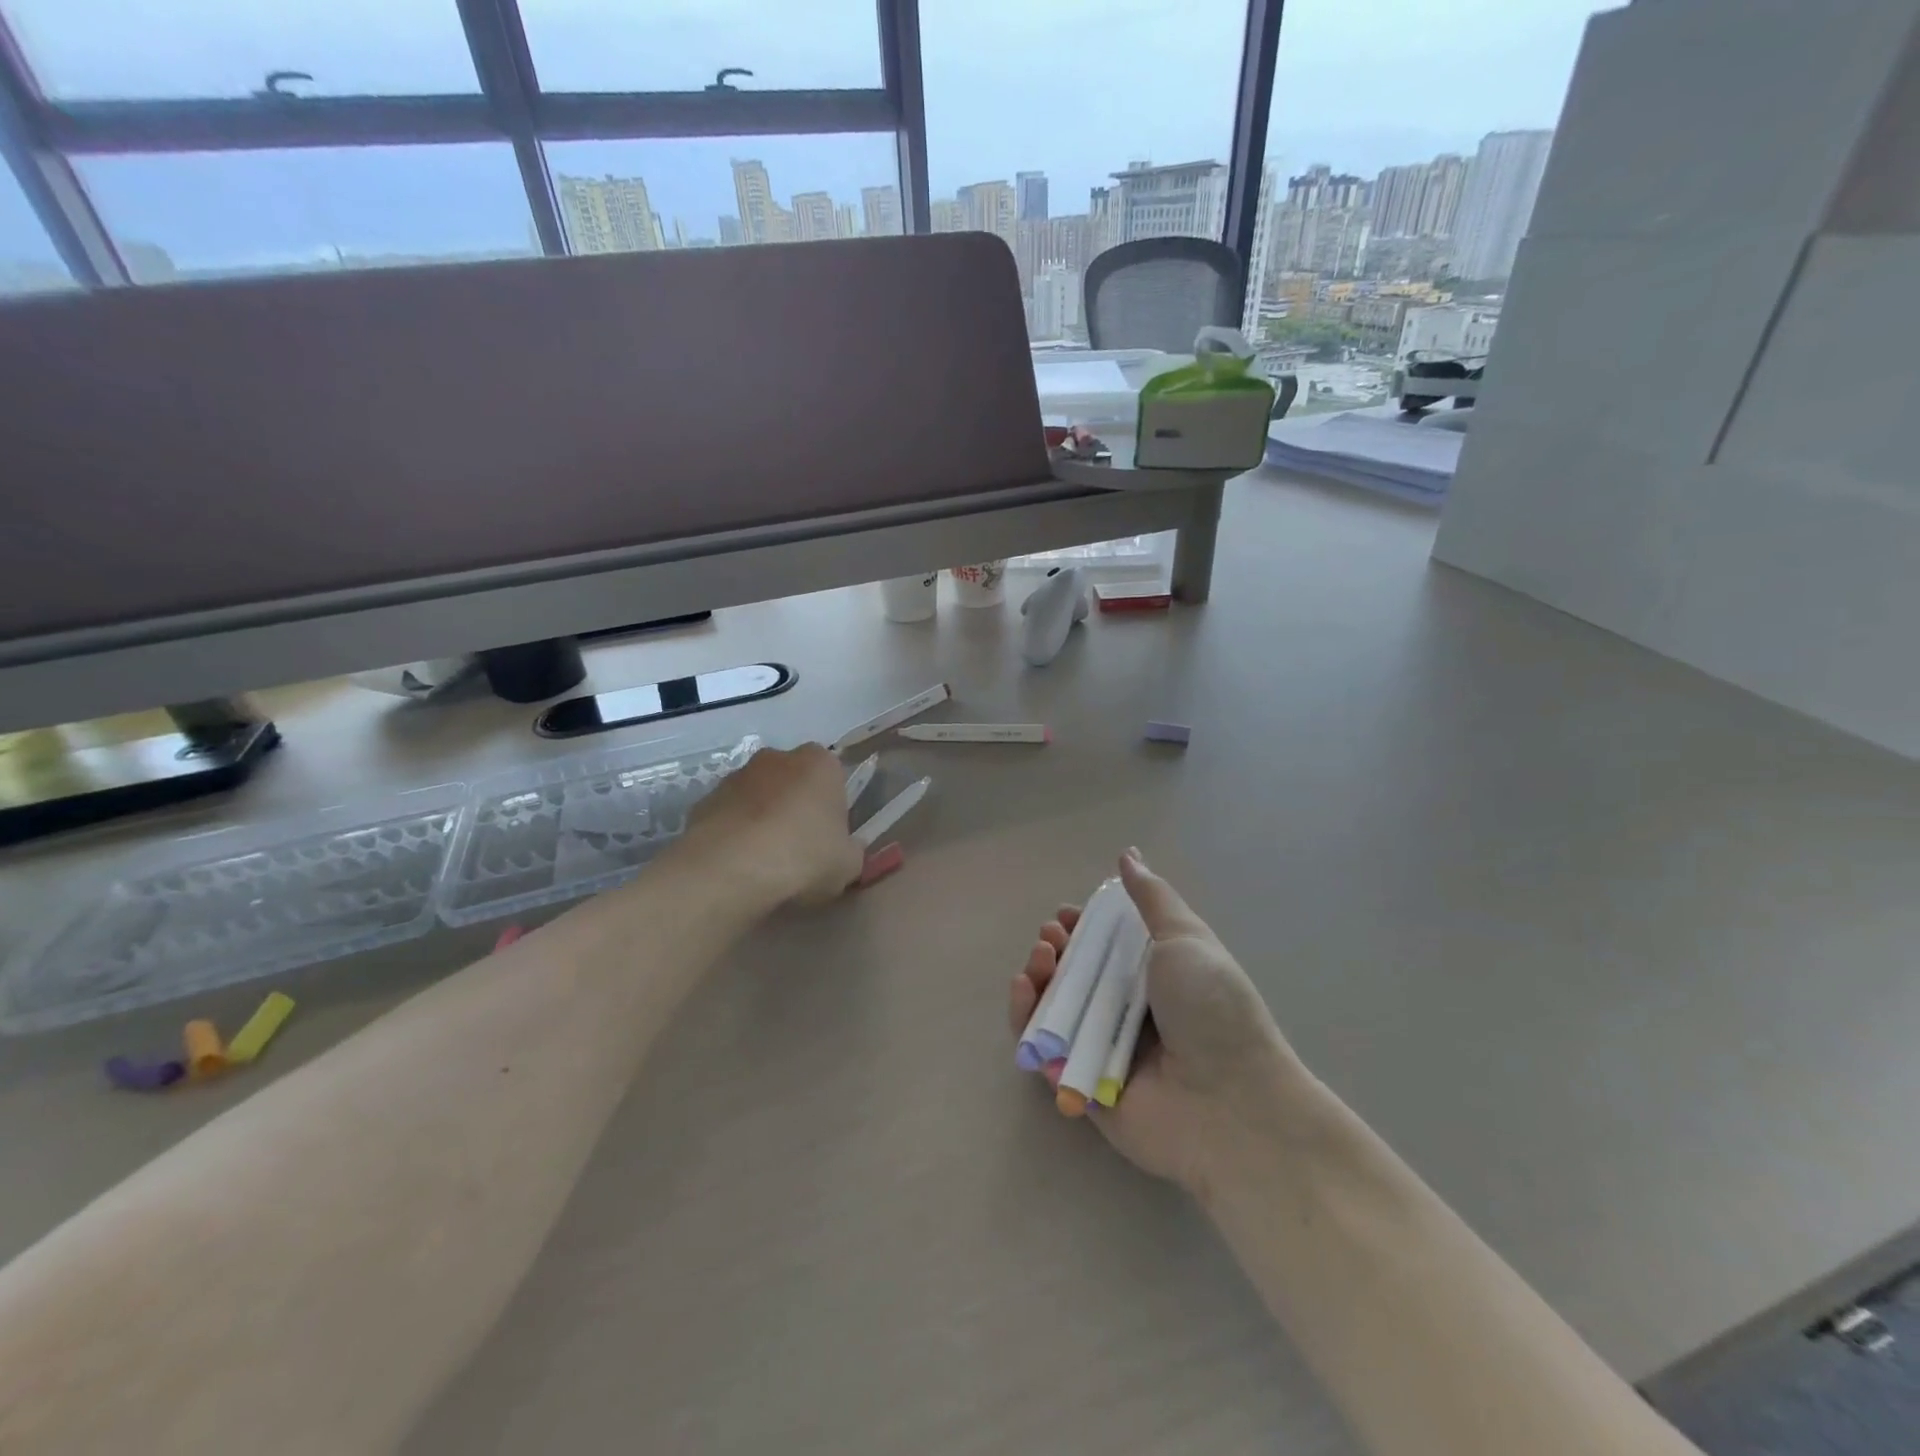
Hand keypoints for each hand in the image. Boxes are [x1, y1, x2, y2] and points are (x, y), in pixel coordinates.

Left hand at [683, 744, 864, 908]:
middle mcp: (778, 758)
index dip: (832, 806)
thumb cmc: (803, 857)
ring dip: (762, 817)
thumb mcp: (849, 864)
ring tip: (764, 860)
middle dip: (796, 805)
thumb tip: (845, 850)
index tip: (830, 835)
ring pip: (758, 795)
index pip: (833, 776)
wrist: (731, 869)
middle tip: (800, 847)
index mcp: (820, 763)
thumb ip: (850, 850)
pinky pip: (729, 815)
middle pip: (793, 780)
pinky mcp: (704, 800)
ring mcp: (736, 776)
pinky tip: (737, 864)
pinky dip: (734, 833)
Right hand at [1008, 849, 1305, 1191]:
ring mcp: (1103, 1048)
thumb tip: (1129, 854)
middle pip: (1076, 975)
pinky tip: (1023, 990)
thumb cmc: (1212, 1008)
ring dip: (1038, 978)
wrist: (1231, 1102)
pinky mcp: (1081, 1084)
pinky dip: (1025, 1019)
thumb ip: (1151, 898)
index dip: (1082, 927)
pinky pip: (1042, 1049)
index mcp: (1154, 977)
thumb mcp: (1185, 938)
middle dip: (1056, 949)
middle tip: (1051, 939)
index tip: (1068, 915)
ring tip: (1040, 960)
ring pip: (1054, 1008)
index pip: (1106, 946)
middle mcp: (1127, 1011)